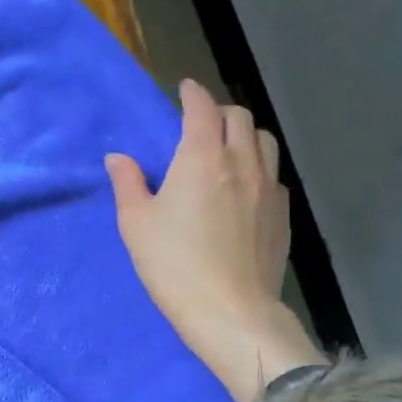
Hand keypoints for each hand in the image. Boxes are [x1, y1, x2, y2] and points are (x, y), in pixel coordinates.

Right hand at [106, 79, 325, 401]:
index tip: (185, 89)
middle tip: (199, 122)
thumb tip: (119, 158)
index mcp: (202, 158)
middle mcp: (241, 162)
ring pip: (264, 141)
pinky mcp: (282, 214)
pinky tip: (244, 187)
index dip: (193, 93)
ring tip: (226, 149)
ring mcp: (268, 188)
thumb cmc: (174, 265)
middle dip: (218, 111)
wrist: (231, 312)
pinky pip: (273, 174)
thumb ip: (128, 183)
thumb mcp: (136, 223)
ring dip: (244, 134)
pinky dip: (258, 166)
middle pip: (239, 117)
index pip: (202, 109)